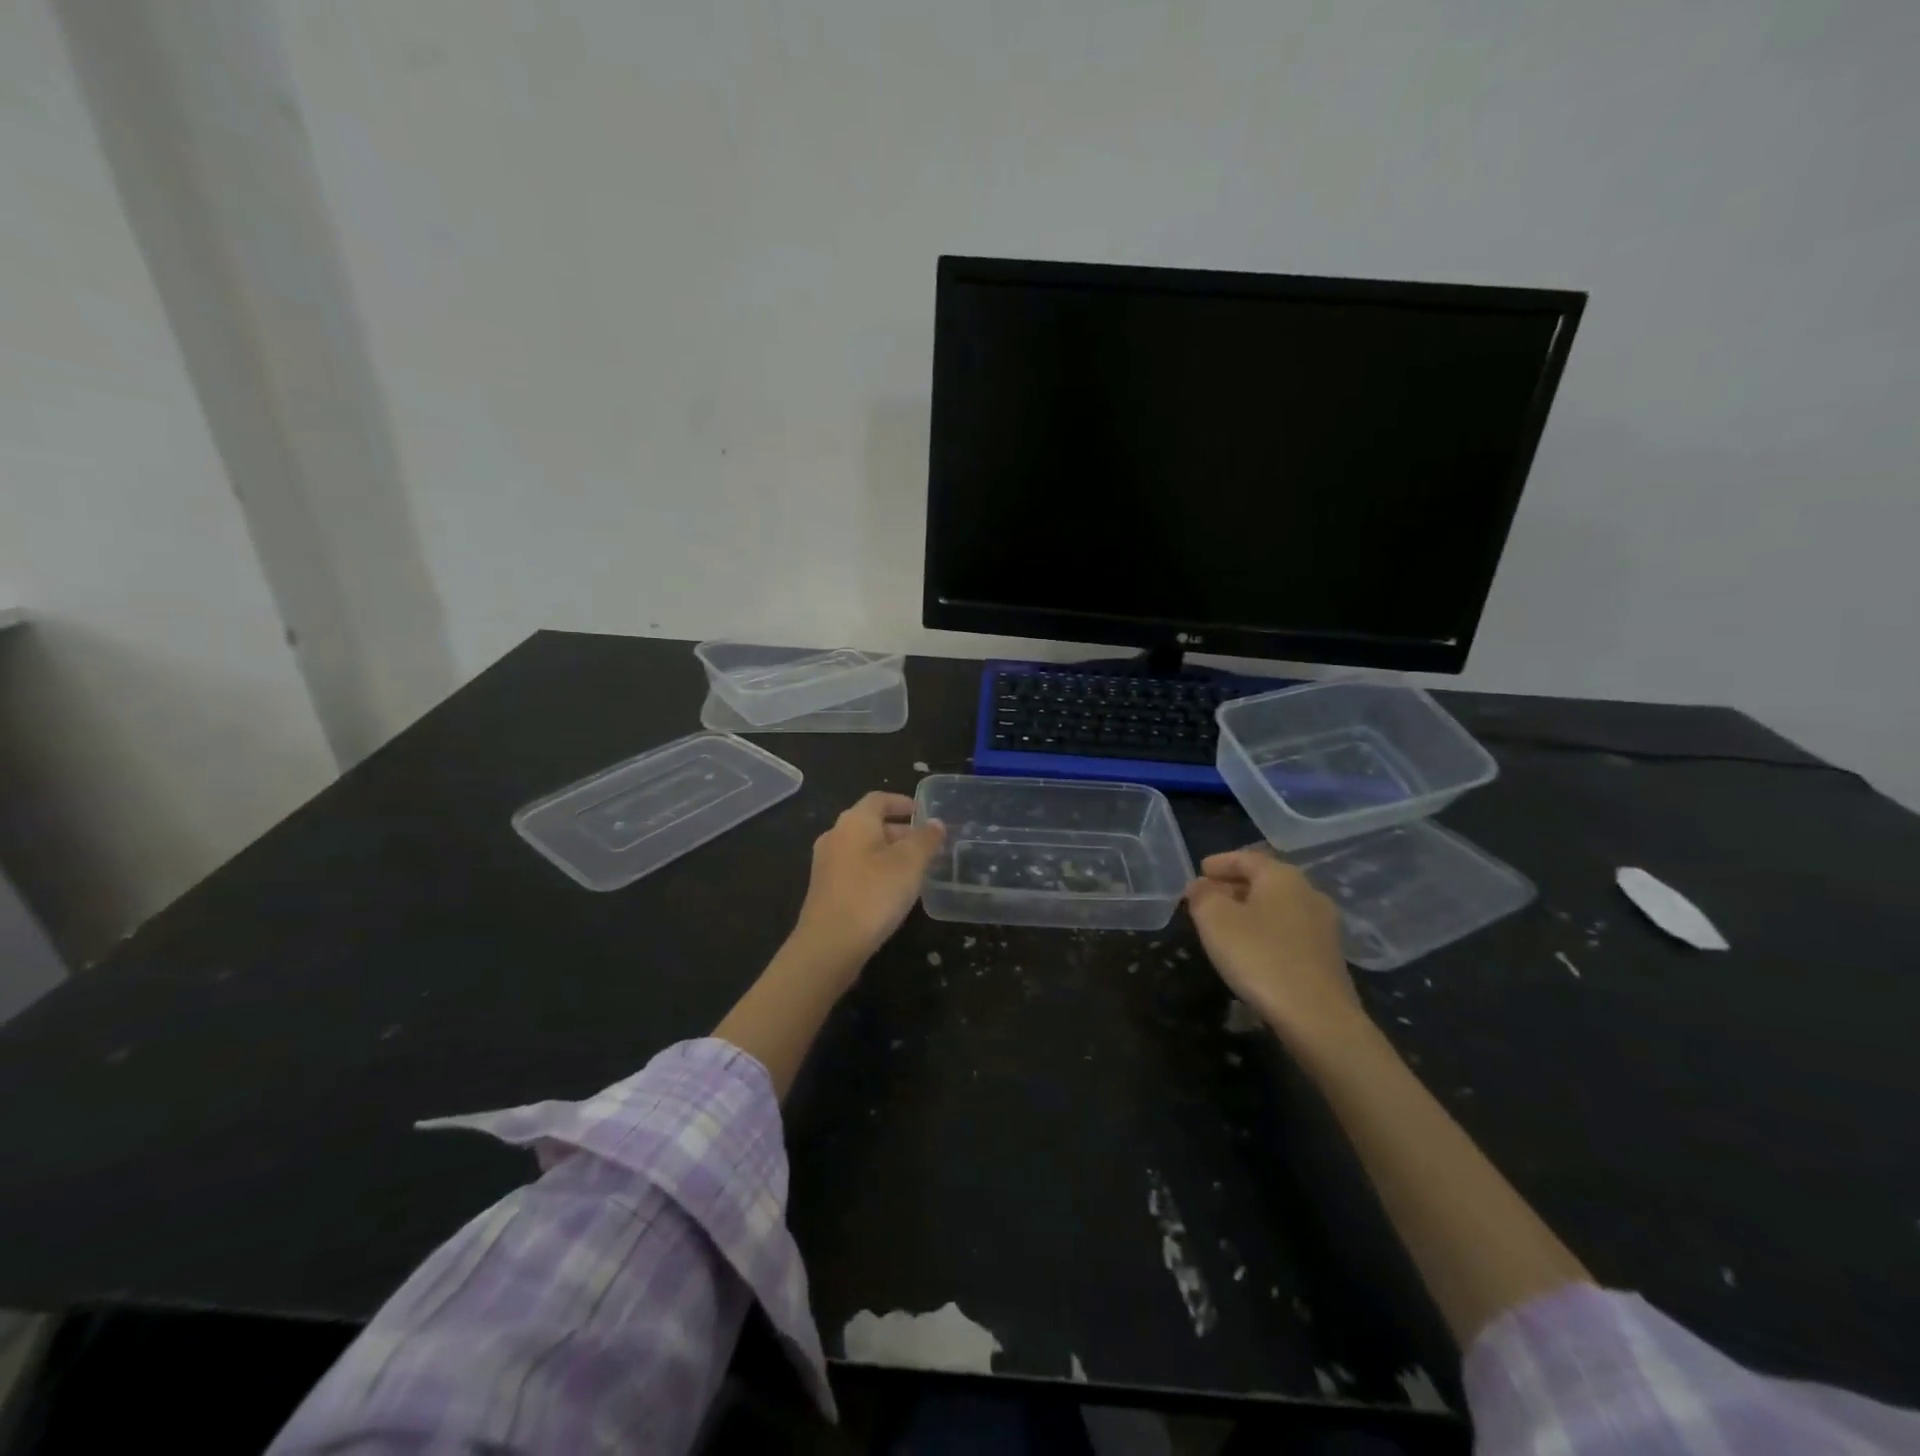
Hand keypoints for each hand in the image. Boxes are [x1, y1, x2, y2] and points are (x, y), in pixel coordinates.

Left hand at [787, 791, 945, 982]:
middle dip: (900, 832)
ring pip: (863, 848)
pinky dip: (876, 871)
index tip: (924, 814)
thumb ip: (926, 839)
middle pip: (871, 823)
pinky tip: (892, 892)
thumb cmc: (873, 894)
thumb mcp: (910, 863)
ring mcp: (826, 864)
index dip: (903, 802)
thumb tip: (935, 823)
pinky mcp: (825, 890)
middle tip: (927, 846)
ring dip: (889, 854)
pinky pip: (855, 869)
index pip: (879, 799)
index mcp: (854, 821)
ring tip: (915, 870)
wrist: (830, 945)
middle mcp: (835, 836)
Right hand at [1185, 848, 1360, 1043]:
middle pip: (1264, 880)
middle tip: (1207, 899)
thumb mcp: (1214, 920)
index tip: (1199, 872)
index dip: (1219, 863)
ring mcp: (1324, 926)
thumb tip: (1201, 885)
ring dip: (1251, 911)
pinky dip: (1267, 931)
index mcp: (1282, 876)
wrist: (1318, 1017)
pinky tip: (1252, 950)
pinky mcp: (1328, 956)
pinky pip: (1289, 931)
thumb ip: (1202, 895)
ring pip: (1278, 907)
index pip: (1246, 858)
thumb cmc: (1260, 957)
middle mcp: (1309, 892)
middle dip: (1233, 887)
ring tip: (1226, 926)